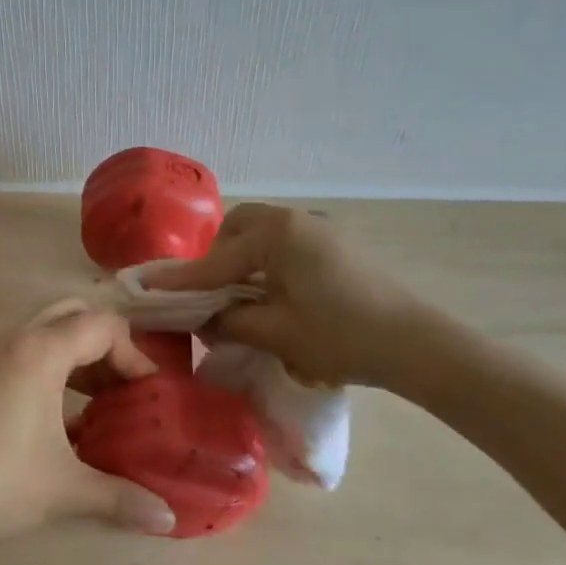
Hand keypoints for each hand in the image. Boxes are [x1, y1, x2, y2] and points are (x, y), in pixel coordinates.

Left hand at [0, 300, 178, 543]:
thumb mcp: (64, 488)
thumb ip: (121, 497)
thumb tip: (169, 520)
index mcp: (42, 351)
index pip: (103, 326)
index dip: (134, 354)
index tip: (147, 393)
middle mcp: (16, 339)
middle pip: (73, 315)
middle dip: (106, 344)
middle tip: (122, 385)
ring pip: (46, 331)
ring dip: (78, 355)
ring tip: (99, 401)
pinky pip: (25, 352)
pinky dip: (52, 367)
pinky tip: (60, 418)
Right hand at [145, 204, 447, 391]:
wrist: (416, 344)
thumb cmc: (342, 336)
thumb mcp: (277, 332)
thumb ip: (230, 321)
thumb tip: (203, 321)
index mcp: (278, 234)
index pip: (217, 260)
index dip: (183, 281)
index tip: (149, 290)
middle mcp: (296, 221)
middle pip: (240, 227)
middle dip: (217, 257)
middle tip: (210, 294)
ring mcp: (320, 231)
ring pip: (264, 234)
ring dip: (243, 260)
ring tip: (239, 298)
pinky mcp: (337, 246)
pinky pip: (286, 245)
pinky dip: (267, 264)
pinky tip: (272, 295)